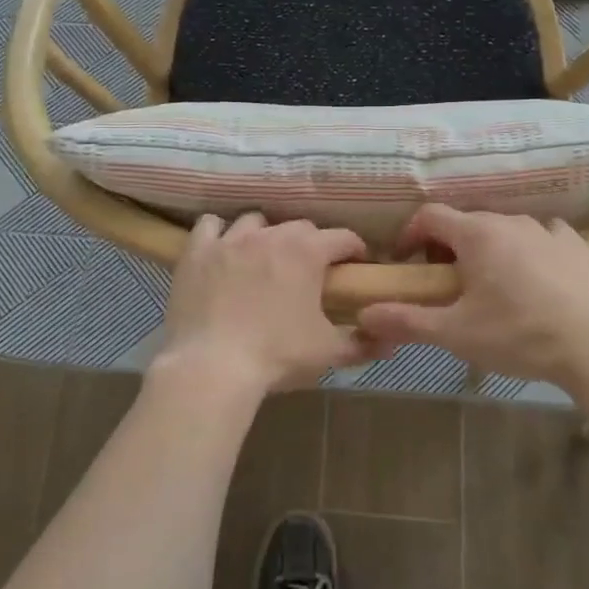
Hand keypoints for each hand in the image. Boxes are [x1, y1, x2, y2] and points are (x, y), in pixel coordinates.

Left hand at [156, 214, 383, 395]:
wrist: (212, 366)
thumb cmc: (277, 356)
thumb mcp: (328, 352)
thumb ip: (362, 343)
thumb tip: (391, 343)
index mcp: (306, 252)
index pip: (342, 237)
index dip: (354, 249)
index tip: (356, 264)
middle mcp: (269, 235)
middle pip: (299, 227)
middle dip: (311, 243)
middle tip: (311, 270)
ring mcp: (229, 240)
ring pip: (255, 221)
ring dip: (266, 234)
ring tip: (265, 258)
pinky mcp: (197, 252)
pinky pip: (210, 225)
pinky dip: (219, 233)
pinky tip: (223, 250)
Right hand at [358, 205, 588, 390]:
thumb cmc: (518, 335)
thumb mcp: (455, 334)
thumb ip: (406, 321)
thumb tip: (363, 314)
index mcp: (477, 234)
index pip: (429, 216)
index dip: (410, 235)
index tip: (406, 263)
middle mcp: (511, 221)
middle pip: (466, 223)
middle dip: (447, 247)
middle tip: (446, 284)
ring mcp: (549, 230)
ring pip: (505, 230)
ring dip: (488, 250)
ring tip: (492, 287)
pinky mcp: (579, 246)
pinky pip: (542, 238)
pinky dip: (528, 252)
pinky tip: (535, 281)